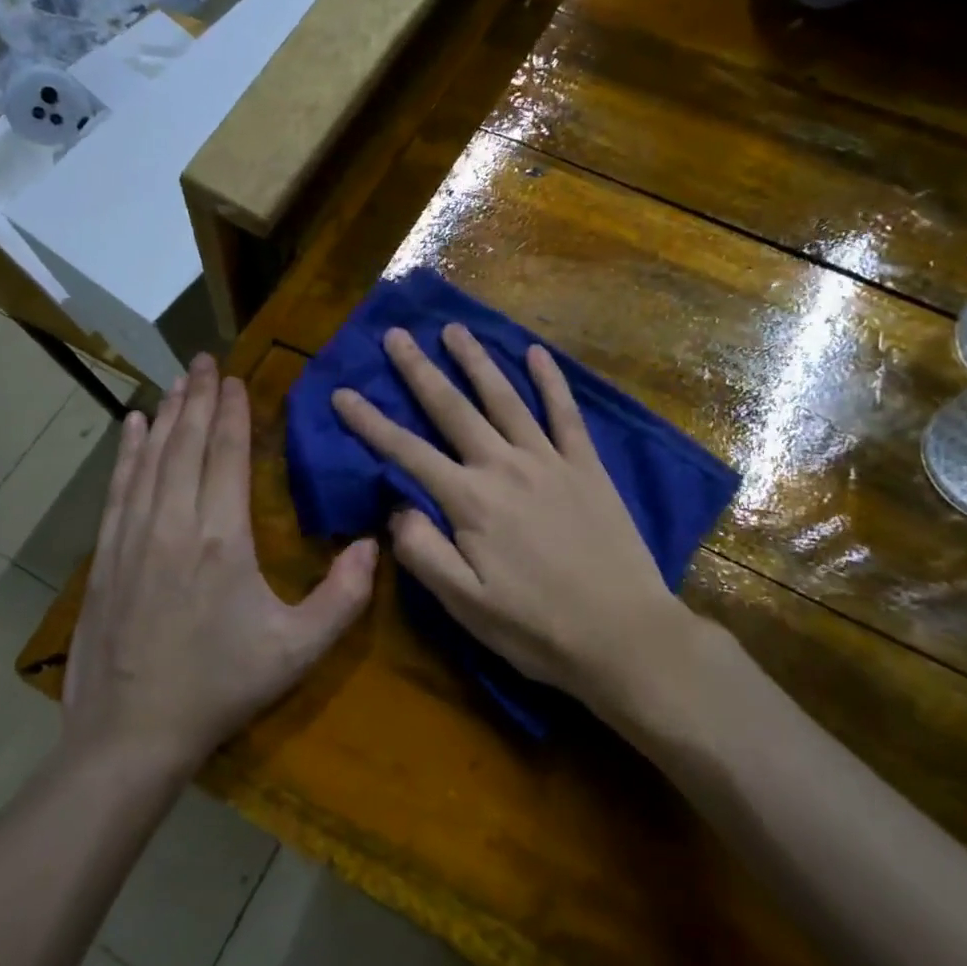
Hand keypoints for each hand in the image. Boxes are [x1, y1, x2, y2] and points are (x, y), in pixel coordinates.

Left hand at [65, 354, 376, 769]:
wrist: (130, 734)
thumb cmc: (221, 687)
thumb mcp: (297, 650)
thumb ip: (344, 597)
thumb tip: (375, 543)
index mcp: (222, 538)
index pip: (227, 455)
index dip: (232, 413)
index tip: (236, 379)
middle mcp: (174, 523)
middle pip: (186, 444)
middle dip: (198, 397)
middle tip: (205, 360)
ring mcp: (133, 537)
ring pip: (150, 458)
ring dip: (166, 415)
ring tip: (176, 380)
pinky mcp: (107, 555)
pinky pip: (119, 488)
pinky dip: (127, 452)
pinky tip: (132, 428)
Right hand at [331, 325, 689, 712]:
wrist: (624, 636)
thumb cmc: (536, 629)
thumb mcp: (465, 605)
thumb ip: (422, 552)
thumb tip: (395, 507)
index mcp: (470, 502)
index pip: (407, 452)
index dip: (370, 422)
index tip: (342, 393)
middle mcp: (504, 467)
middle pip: (452, 409)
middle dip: (419, 371)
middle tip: (395, 335)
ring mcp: (549, 461)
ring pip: (505, 398)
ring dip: (476, 361)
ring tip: (453, 329)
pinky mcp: (587, 467)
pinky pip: (566, 413)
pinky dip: (551, 380)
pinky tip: (537, 352)